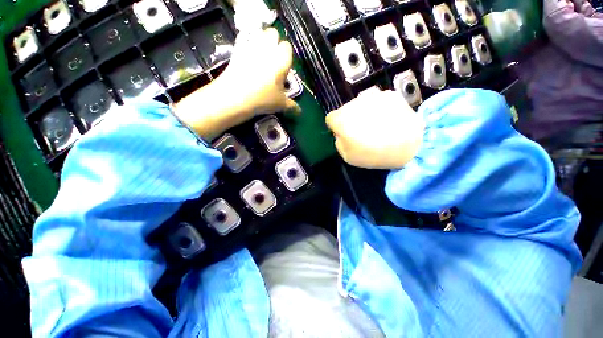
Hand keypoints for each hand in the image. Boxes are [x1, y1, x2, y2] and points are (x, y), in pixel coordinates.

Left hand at [173, 28, 298, 140]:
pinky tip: (246, 57)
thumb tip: (300, 112)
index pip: (287, 47)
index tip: (283, 67)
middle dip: (274, 42)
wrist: (236, 96)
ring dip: (261, 41)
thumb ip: (292, 106)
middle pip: (273, 34)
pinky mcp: (237, 49)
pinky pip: (244, 39)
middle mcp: (268, 49)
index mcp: (282, 60)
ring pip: (259, 34)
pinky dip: (246, 44)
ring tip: (260, 57)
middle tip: (272, 59)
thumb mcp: (280, 104)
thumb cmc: (263, 98)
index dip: (286, 55)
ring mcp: (251, 47)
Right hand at [325, 88, 424, 168]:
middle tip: (362, 132)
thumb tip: (341, 134)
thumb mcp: (348, 157)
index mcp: (342, 119)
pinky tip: (388, 120)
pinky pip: (377, 102)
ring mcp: (373, 96)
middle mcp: (354, 103)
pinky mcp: (389, 94)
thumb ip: (339, 143)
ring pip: (361, 105)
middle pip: (345, 110)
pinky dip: (378, 109)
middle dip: (349, 119)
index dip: (335, 127)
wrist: (411, 145)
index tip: (344, 134)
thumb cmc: (374, 154)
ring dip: (363, 113)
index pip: (330, 118)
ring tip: (377, 126)